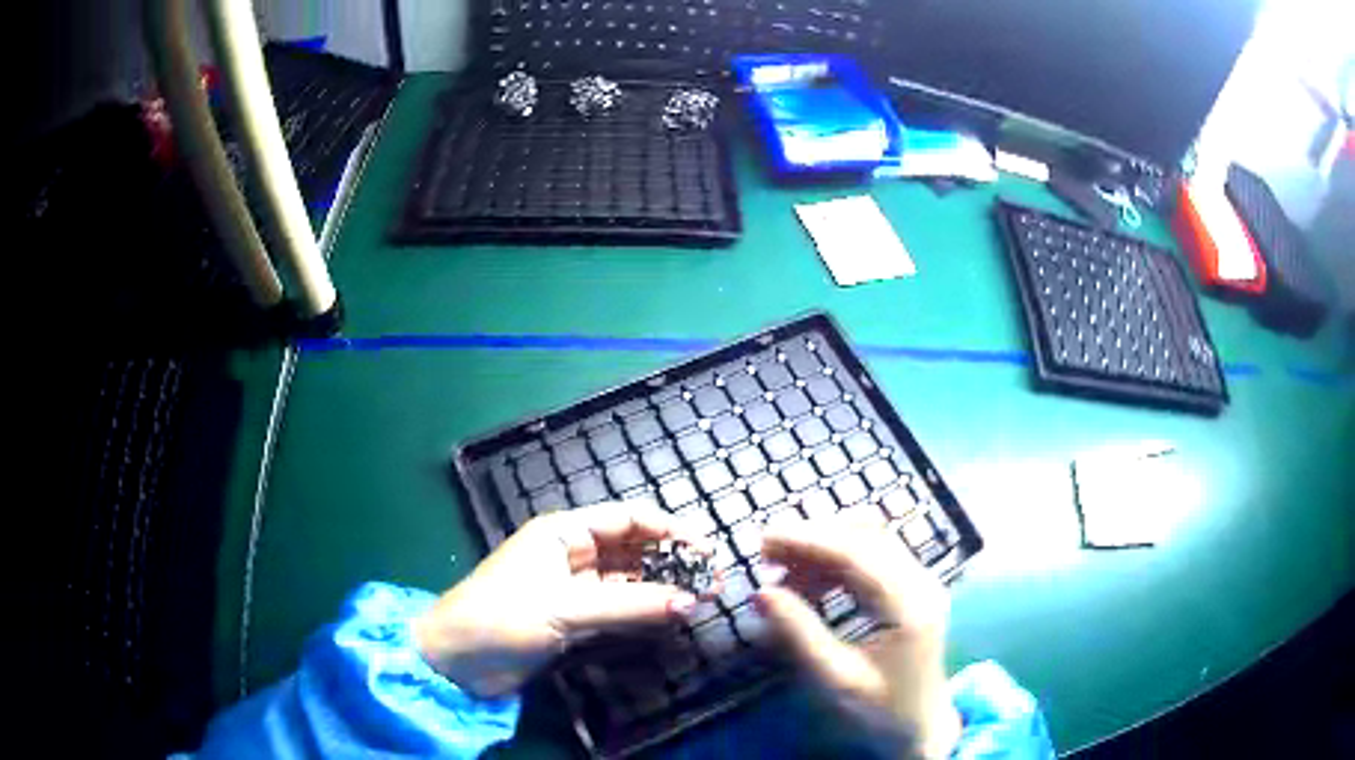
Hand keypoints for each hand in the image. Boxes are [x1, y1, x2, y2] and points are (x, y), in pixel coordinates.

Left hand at [414, 502, 712, 696]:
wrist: (458, 661)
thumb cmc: (503, 616)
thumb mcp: (567, 607)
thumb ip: (631, 604)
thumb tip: (692, 602)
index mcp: (564, 532)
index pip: (627, 518)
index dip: (669, 528)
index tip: (707, 549)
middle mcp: (573, 555)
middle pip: (633, 549)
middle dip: (672, 562)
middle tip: (713, 582)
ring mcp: (575, 589)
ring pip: (629, 581)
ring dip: (663, 590)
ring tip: (703, 601)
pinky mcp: (575, 619)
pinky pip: (619, 610)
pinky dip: (644, 613)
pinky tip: (671, 619)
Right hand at [755, 520, 961, 758]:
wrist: (922, 724)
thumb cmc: (880, 708)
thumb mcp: (836, 678)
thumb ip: (800, 633)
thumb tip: (760, 593)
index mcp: (909, 605)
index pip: (857, 553)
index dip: (808, 539)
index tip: (764, 538)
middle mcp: (921, 582)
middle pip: (865, 536)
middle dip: (812, 536)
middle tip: (765, 550)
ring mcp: (921, 581)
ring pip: (868, 540)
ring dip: (823, 546)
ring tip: (781, 569)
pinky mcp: (913, 587)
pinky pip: (873, 556)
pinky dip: (837, 560)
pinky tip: (809, 582)